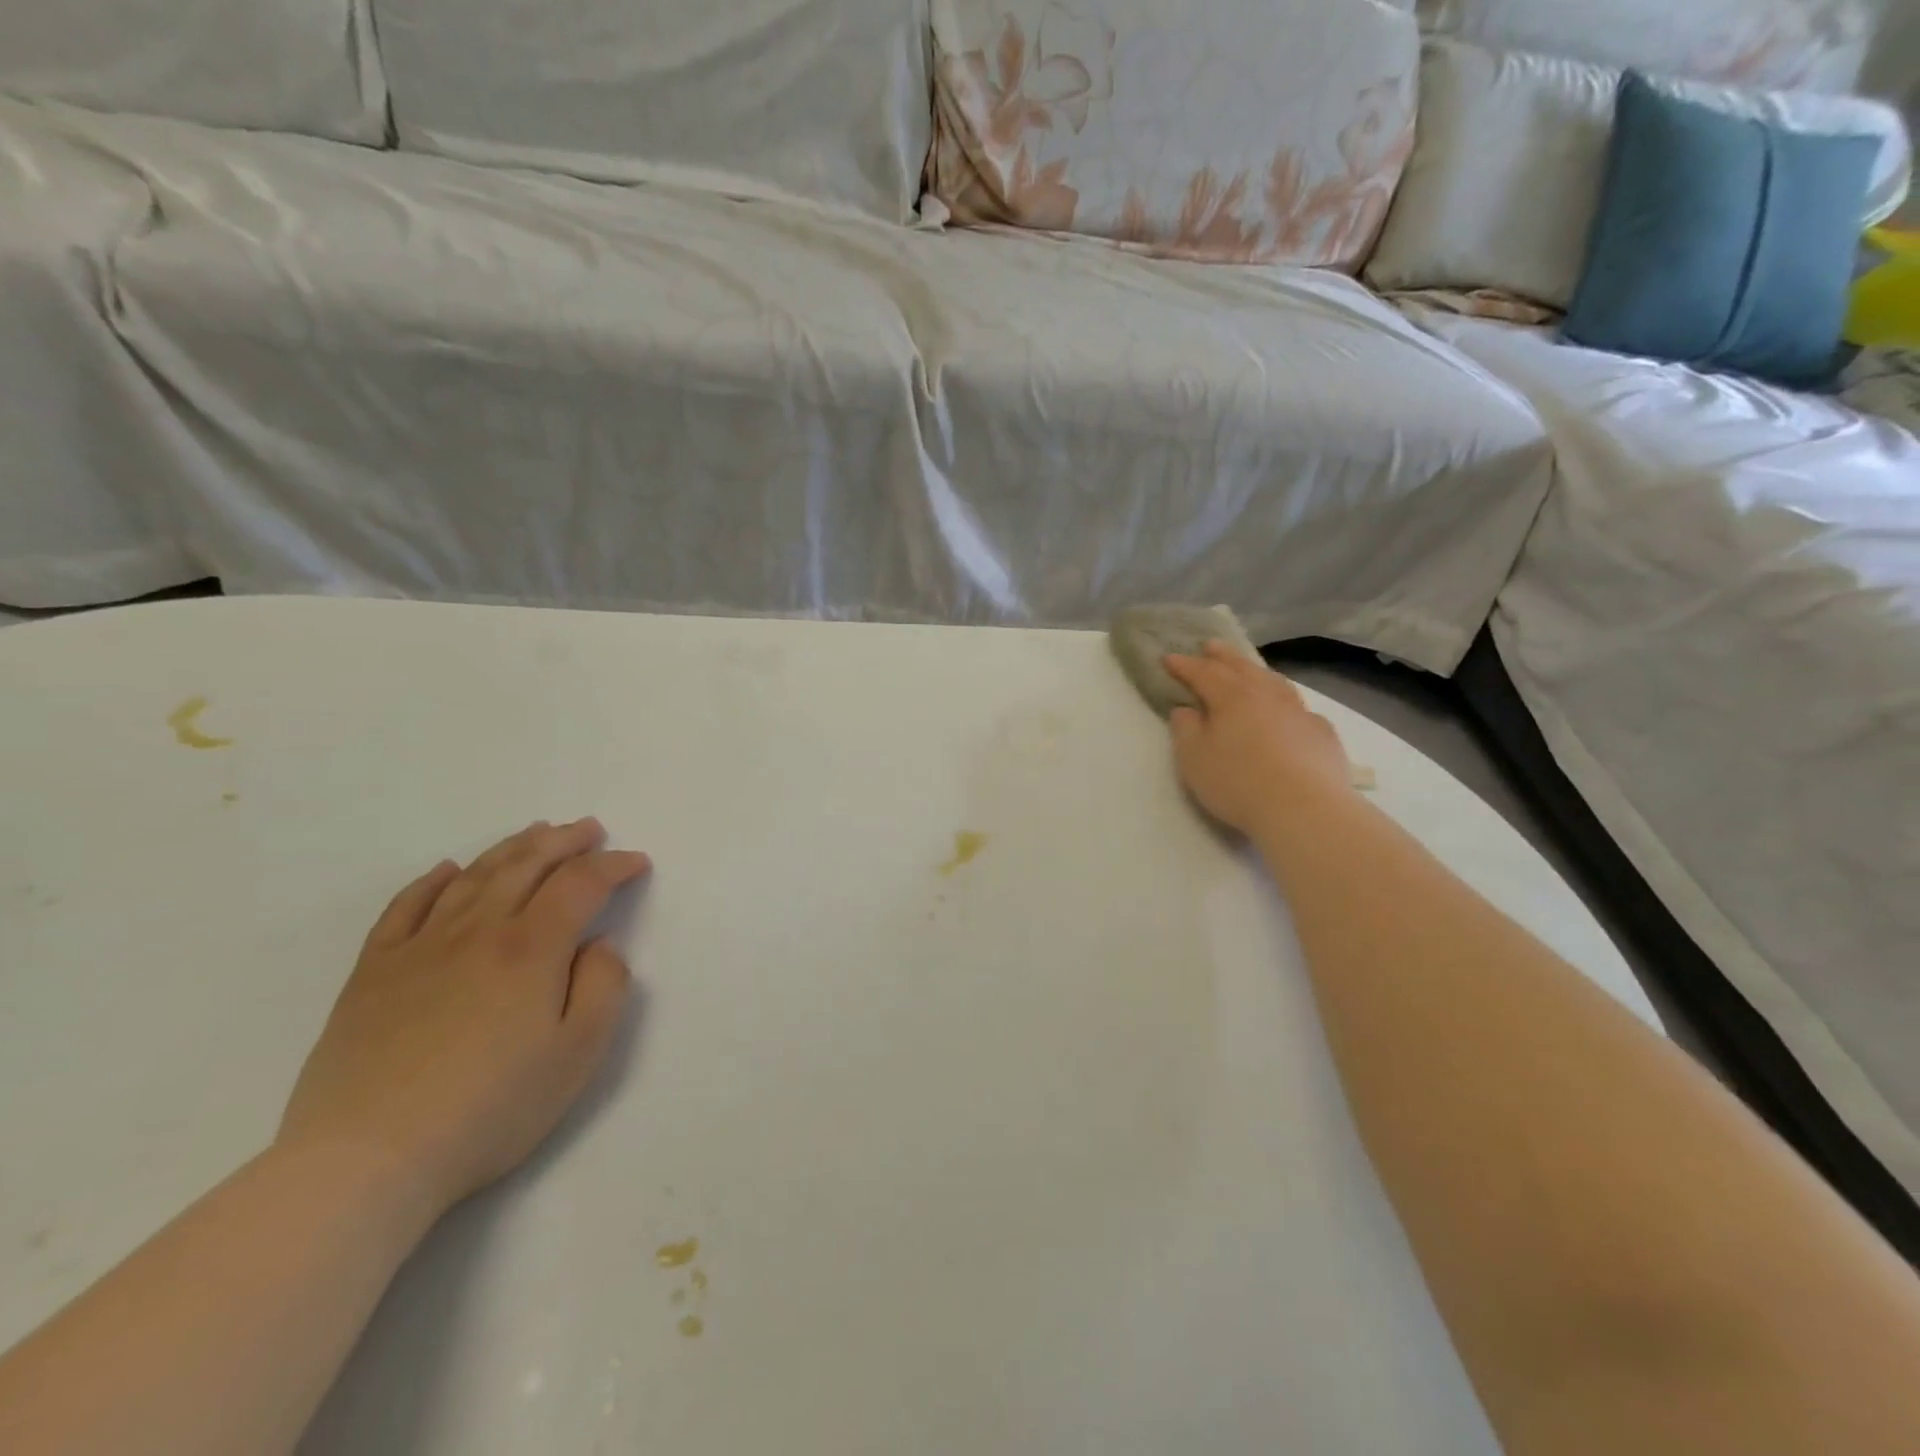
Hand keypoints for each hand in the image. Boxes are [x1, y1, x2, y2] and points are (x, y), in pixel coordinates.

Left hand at [278, 818, 650, 1217]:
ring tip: (536, 833)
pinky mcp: (373, 973)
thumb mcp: (578, 1053)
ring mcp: (419, 947)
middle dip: (565, 841)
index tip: (636, 863)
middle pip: (527, 864)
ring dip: (511, 847)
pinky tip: (447, 870)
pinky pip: (404, 907)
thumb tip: (598, 946)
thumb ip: (604, 987)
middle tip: (590, 829)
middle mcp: (478, 931)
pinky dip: (432, 881)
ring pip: (473, 875)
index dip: (614, 865)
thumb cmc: (490, 1108)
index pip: (581, 883)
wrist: (365, 1161)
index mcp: (532, 947)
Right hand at [1164, 643, 1352, 835]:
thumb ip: (1185, 729)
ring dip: (1256, 671)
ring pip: (1274, 682)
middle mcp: (1266, 695)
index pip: (1203, 673)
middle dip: (1222, 656)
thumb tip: (1186, 709)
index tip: (1168, 658)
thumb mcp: (1194, 759)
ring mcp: (1299, 712)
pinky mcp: (1321, 733)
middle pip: (1241, 667)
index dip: (1184, 665)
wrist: (1305, 809)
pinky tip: (1286, 710)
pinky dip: (1284, 701)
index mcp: (1232, 696)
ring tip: (1248, 669)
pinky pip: (1298, 707)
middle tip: (1210, 645)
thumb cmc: (1238, 782)